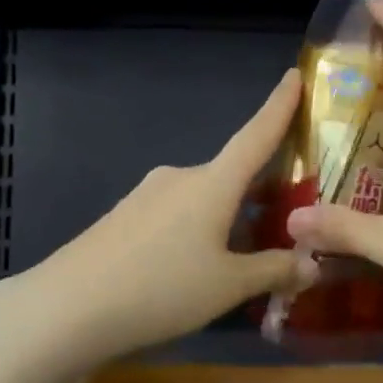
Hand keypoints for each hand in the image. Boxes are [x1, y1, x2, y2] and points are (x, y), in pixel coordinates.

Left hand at [2, 69, 312, 366]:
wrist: (69, 307)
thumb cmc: (162, 287)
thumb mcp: (228, 285)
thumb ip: (274, 271)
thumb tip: (313, 265)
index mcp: (212, 183)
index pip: (256, 135)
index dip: (279, 107)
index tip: (294, 74)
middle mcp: (180, 178)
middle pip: (230, 176)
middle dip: (260, 193)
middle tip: (288, 219)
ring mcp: (147, 195)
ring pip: (202, 200)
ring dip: (228, 218)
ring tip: (247, 256)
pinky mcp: (124, 217)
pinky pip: (175, 216)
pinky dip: (197, 231)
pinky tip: (196, 268)